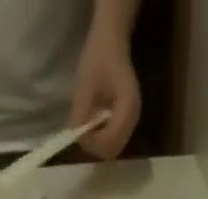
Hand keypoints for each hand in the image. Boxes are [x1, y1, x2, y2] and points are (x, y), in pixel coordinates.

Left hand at [69, 31, 139, 158]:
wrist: (111, 41)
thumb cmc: (99, 56)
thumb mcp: (85, 83)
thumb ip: (80, 112)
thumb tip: (74, 136)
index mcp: (128, 106)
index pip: (111, 140)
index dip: (93, 142)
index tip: (79, 131)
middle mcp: (134, 118)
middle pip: (113, 149)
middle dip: (95, 146)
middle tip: (82, 132)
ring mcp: (132, 121)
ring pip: (114, 148)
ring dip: (98, 144)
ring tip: (87, 127)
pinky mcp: (127, 121)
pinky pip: (114, 140)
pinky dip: (102, 138)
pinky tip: (94, 125)